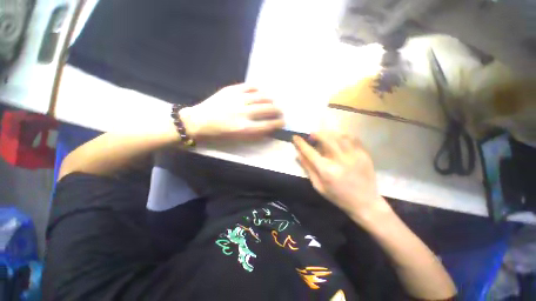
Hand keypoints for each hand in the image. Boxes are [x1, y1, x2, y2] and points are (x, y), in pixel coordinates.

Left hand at [180, 83, 284, 140]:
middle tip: (281, 111)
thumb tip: (268, 128)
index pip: (268, 124)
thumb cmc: (218, 134)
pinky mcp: (231, 90)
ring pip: (261, 96)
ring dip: (271, 99)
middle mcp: (243, 113)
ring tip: (274, 101)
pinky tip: (261, 91)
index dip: (278, 122)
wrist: (198, 121)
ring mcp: (237, 99)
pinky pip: (250, 86)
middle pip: (267, 109)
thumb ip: (254, 133)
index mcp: (244, 128)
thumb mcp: (237, 138)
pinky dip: (258, 88)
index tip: (282, 121)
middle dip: (278, 110)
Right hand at [293, 132, 390, 221]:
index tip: (295, 137)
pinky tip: (338, 137)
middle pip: (326, 139)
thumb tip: (298, 154)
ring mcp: (354, 156)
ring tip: (324, 135)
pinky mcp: (364, 155)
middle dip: (316, 134)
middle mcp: (340, 160)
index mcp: (327, 171)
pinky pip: (353, 138)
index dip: (301, 143)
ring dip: (329, 133)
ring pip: (339, 136)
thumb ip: (308, 169)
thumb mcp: (319, 186)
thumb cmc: (338, 196)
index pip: (310, 152)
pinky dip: (343, 135)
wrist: (365, 203)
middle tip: (312, 135)